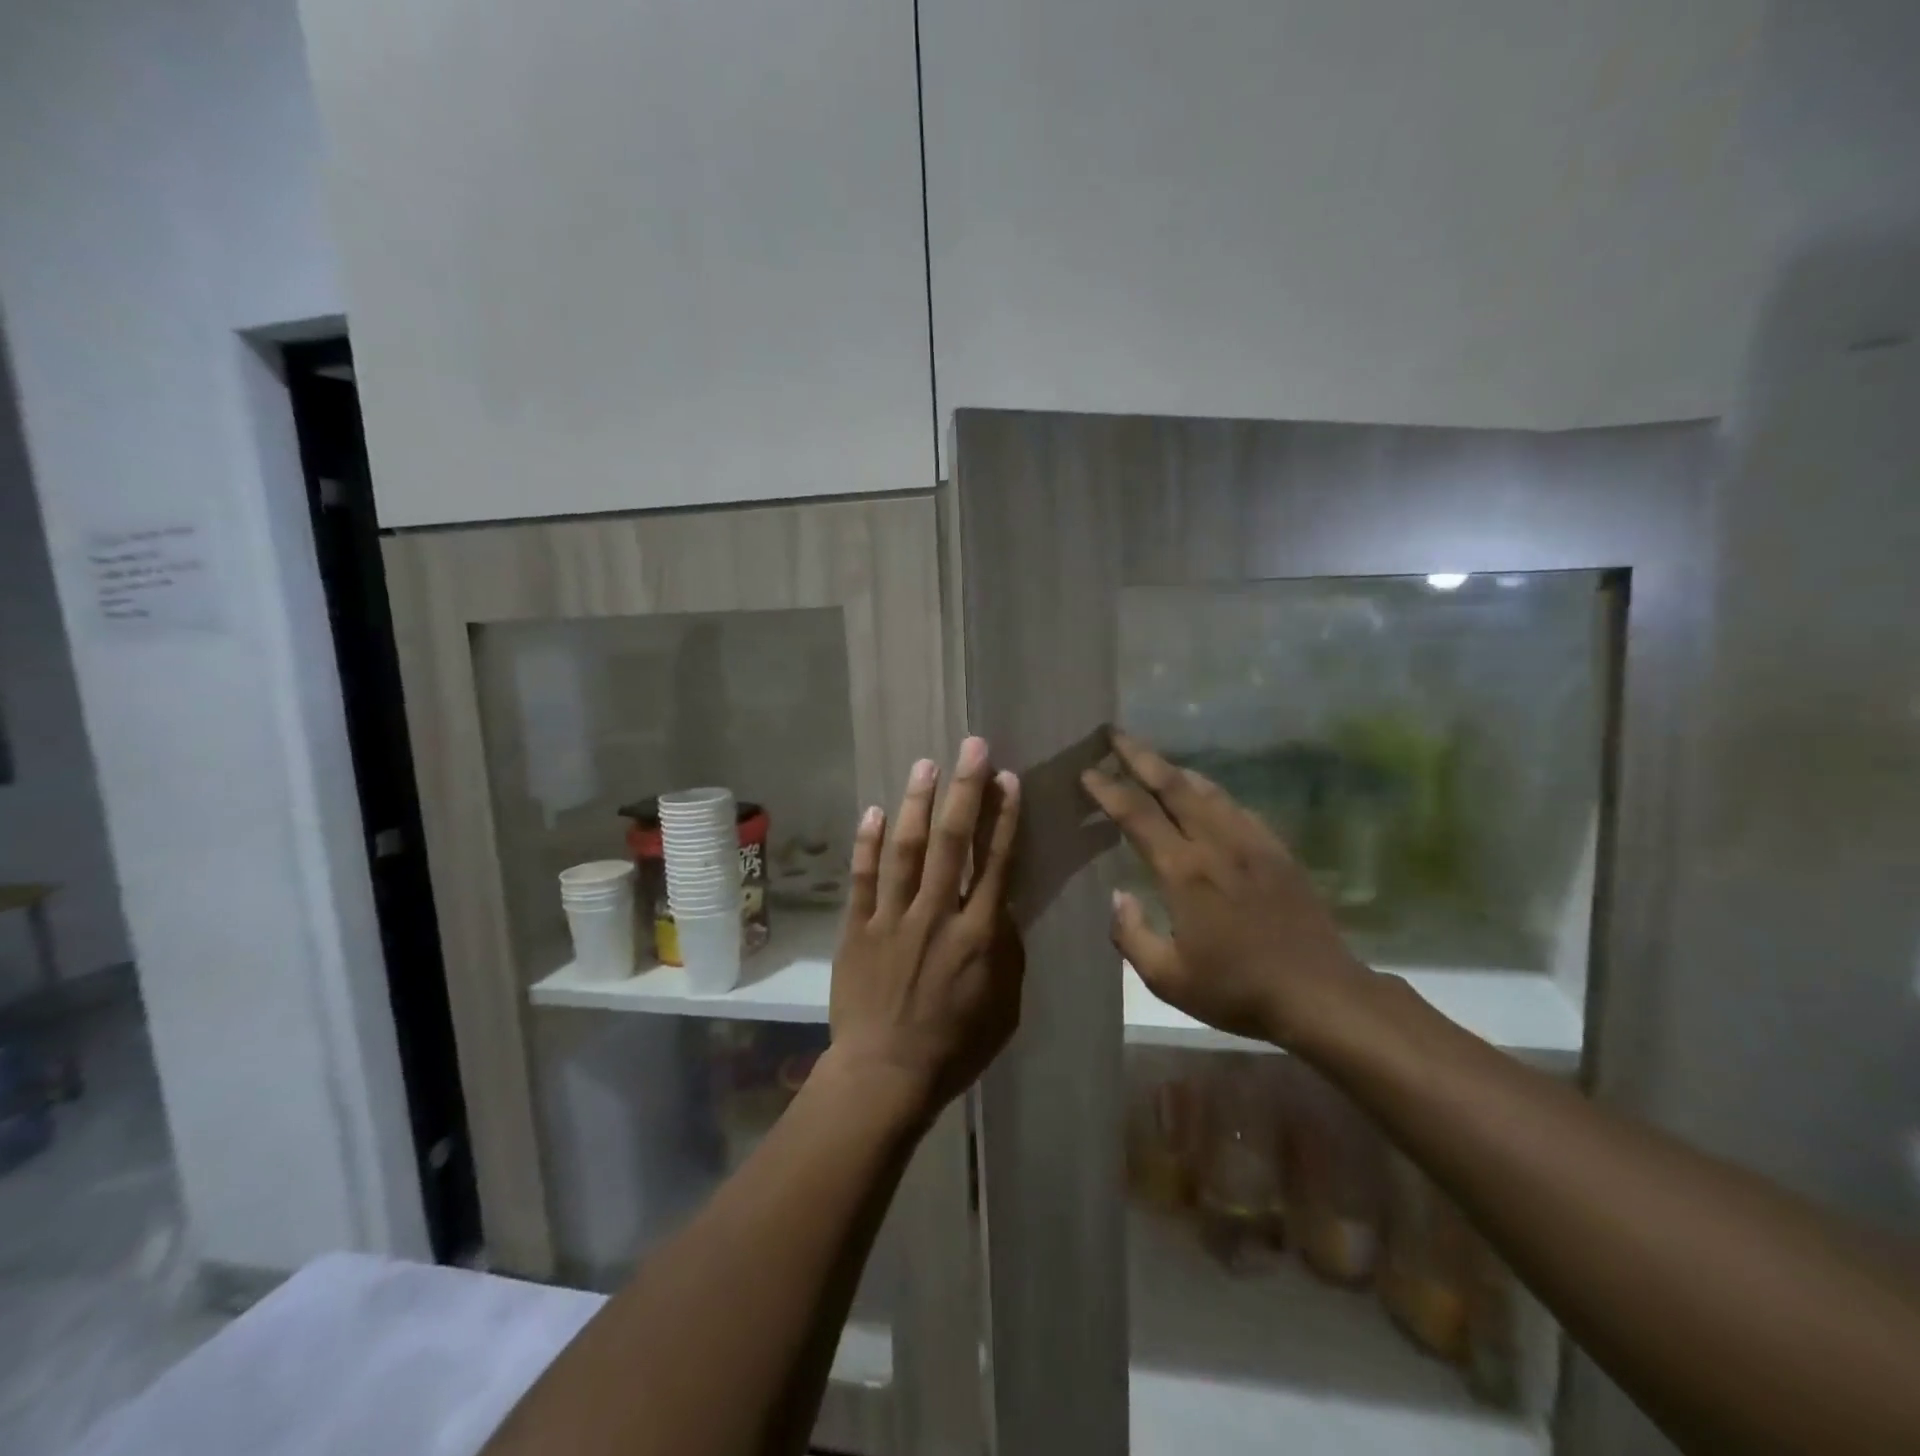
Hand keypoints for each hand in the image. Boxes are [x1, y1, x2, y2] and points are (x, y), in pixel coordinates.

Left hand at [828, 737, 1022, 1119]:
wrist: (885, 1076)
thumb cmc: (955, 1047)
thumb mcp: (1004, 1007)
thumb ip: (1005, 951)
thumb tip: (1001, 906)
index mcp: (979, 935)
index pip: (997, 863)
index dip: (1004, 817)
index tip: (1007, 779)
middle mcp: (938, 915)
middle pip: (954, 842)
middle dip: (965, 790)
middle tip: (971, 746)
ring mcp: (893, 919)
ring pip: (908, 850)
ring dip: (918, 804)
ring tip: (926, 764)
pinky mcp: (857, 929)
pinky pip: (863, 879)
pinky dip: (867, 844)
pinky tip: (874, 811)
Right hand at [1081, 730, 1371, 1050]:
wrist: (1319, 993)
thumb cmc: (1237, 989)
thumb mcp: (1168, 979)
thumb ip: (1131, 935)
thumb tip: (1118, 896)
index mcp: (1184, 871)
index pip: (1137, 815)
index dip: (1108, 790)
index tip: (1087, 772)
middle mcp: (1215, 843)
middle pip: (1172, 784)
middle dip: (1139, 755)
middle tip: (1114, 734)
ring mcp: (1251, 841)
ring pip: (1206, 789)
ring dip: (1174, 769)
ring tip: (1152, 758)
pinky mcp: (1276, 849)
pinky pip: (1236, 806)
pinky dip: (1210, 791)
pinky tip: (1204, 795)